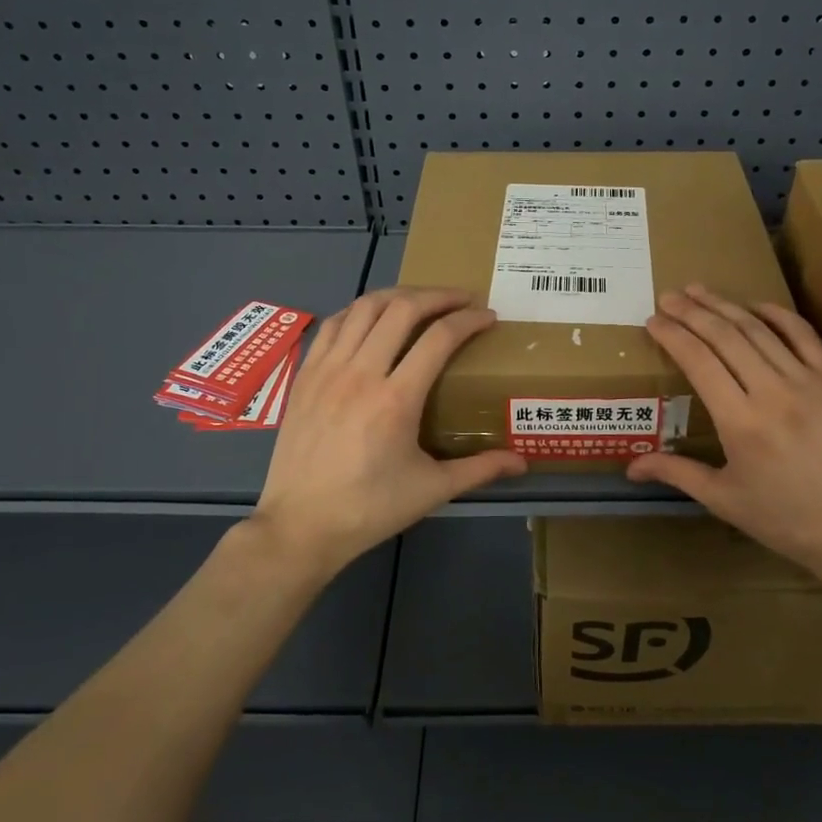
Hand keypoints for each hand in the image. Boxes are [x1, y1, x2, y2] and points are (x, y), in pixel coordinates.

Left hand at [251, 287, 526, 576]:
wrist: (300, 526)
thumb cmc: (369, 509)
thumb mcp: (432, 491)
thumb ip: (480, 469)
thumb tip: (522, 462)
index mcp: (396, 400)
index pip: (440, 338)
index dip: (469, 320)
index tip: (489, 316)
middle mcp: (360, 373)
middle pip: (402, 309)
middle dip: (438, 295)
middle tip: (461, 299)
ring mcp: (327, 370)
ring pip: (363, 307)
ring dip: (398, 295)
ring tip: (421, 300)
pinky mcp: (305, 375)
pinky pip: (333, 325)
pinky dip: (358, 311)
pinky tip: (372, 318)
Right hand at [627, 284, 821, 593]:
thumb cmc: (787, 521)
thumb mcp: (724, 500)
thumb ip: (676, 473)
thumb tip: (631, 468)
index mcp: (741, 422)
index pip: (698, 361)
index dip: (672, 335)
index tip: (653, 320)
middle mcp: (773, 392)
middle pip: (725, 336)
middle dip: (692, 312)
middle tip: (669, 296)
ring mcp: (809, 382)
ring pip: (760, 330)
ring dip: (726, 306)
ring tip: (700, 291)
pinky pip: (805, 336)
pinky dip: (778, 315)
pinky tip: (756, 305)